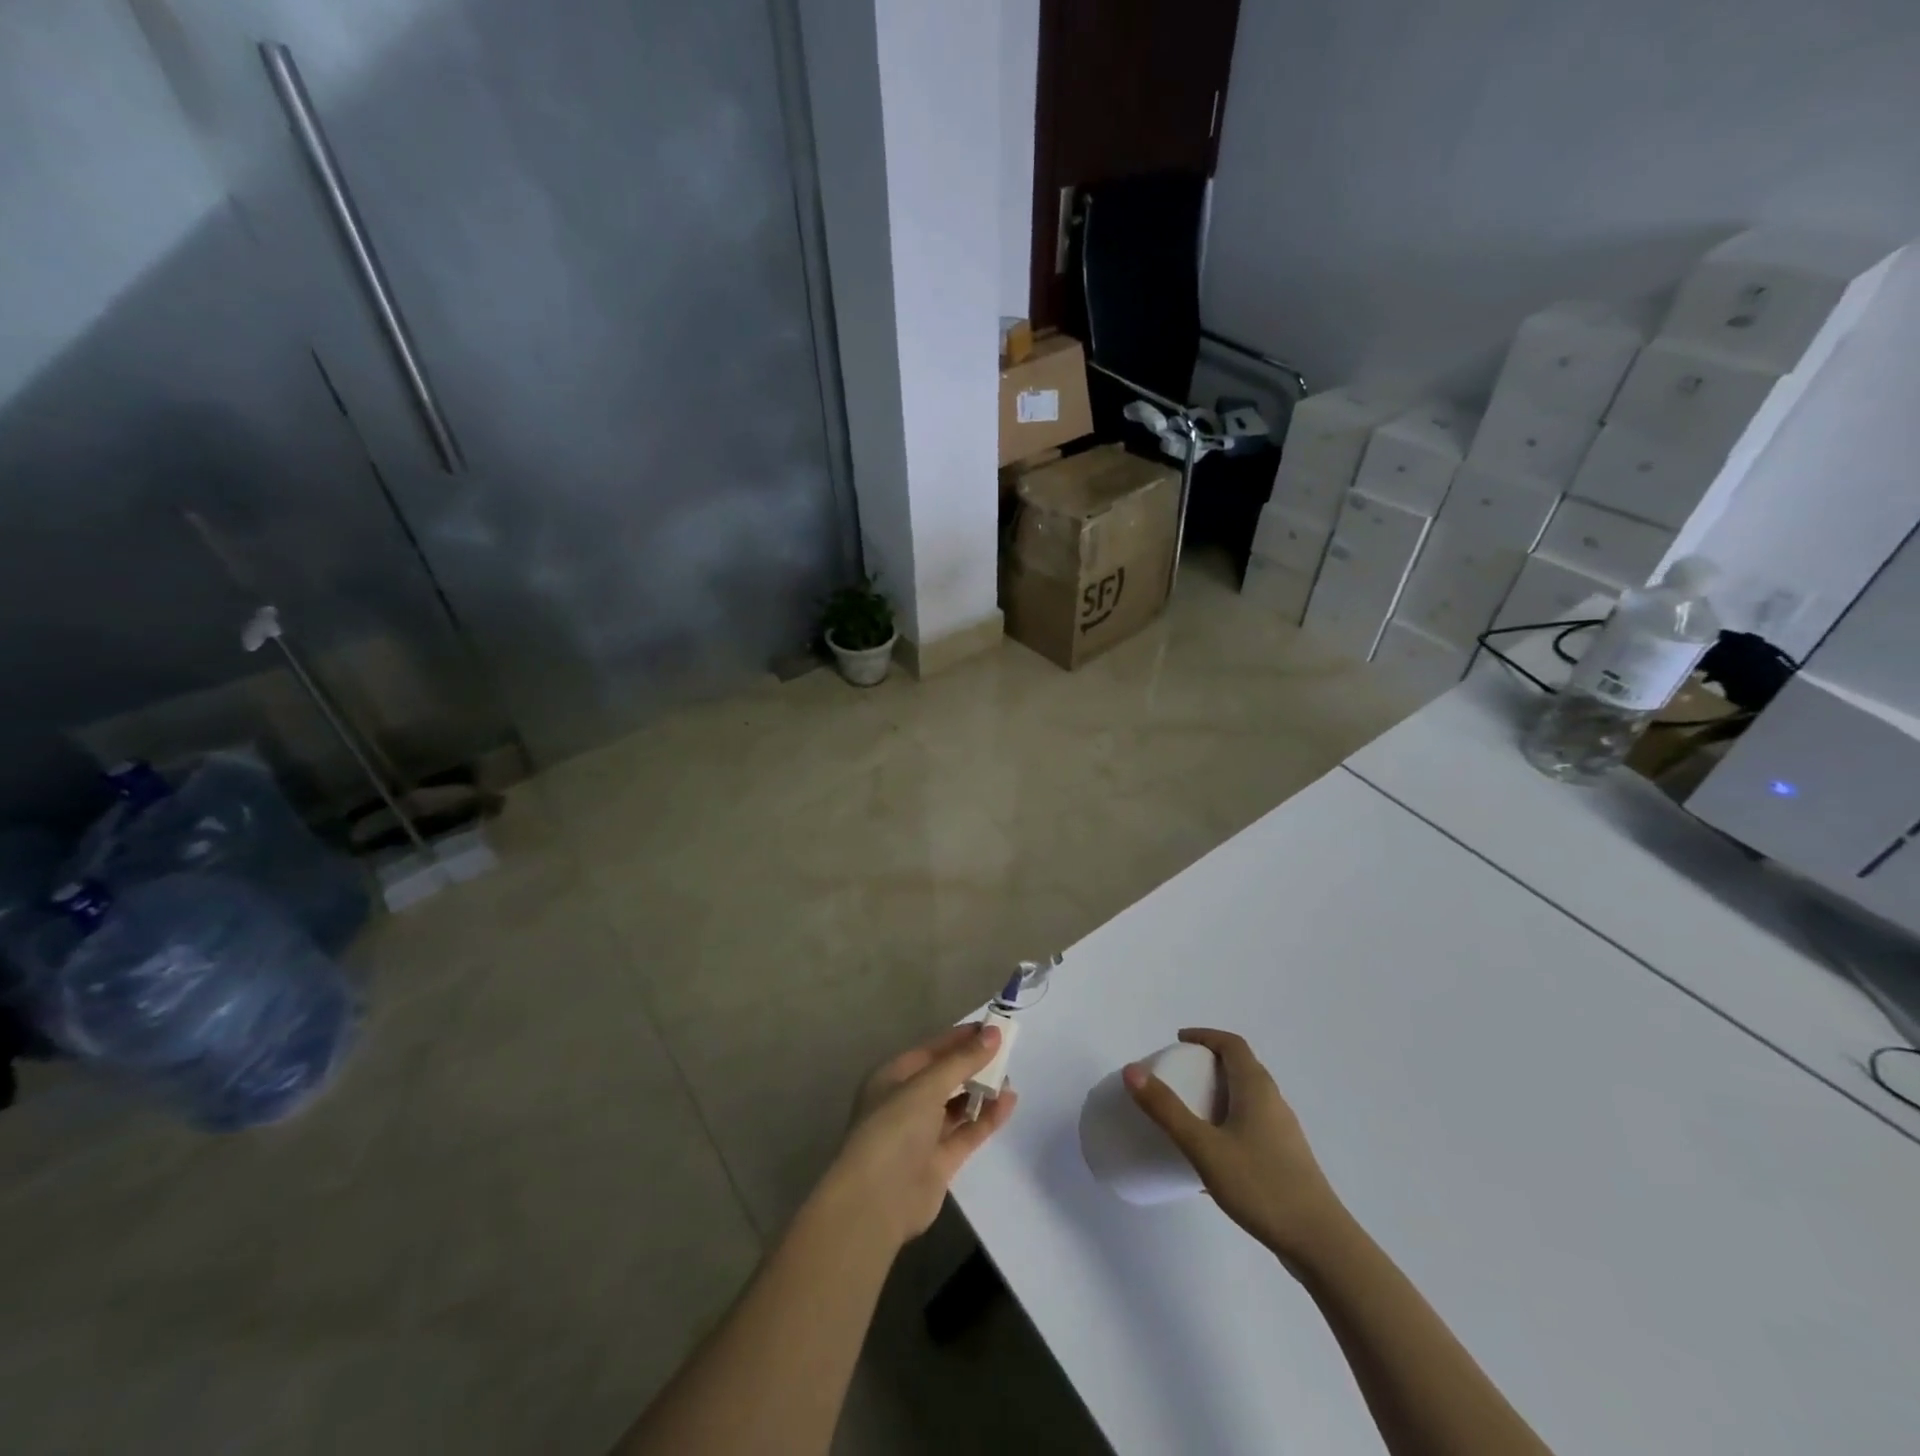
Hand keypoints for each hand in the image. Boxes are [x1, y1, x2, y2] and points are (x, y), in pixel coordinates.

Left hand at [829, 1023, 1018, 1247]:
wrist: (876, 1202)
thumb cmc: (894, 1129)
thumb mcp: (927, 1086)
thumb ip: (962, 1061)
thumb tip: (993, 1033)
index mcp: (893, 1077)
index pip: (931, 1050)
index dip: (961, 1038)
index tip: (993, 1028)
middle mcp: (906, 1102)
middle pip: (945, 1076)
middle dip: (973, 1064)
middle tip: (1006, 1052)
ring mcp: (922, 1134)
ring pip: (957, 1105)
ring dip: (981, 1091)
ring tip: (1010, 1078)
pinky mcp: (939, 1161)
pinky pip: (967, 1132)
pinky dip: (986, 1118)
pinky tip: (1008, 1103)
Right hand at [1124, 1028, 1345, 1262]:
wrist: (1321, 1245)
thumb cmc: (1261, 1186)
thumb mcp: (1204, 1147)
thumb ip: (1166, 1110)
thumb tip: (1132, 1070)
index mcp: (1256, 1088)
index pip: (1232, 1044)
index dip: (1206, 1036)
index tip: (1179, 1042)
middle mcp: (1274, 1102)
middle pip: (1241, 1068)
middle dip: (1209, 1064)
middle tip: (1179, 1075)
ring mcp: (1284, 1133)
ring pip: (1248, 1099)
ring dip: (1219, 1094)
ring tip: (1191, 1113)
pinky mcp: (1287, 1160)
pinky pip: (1252, 1125)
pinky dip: (1229, 1122)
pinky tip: (1213, 1157)